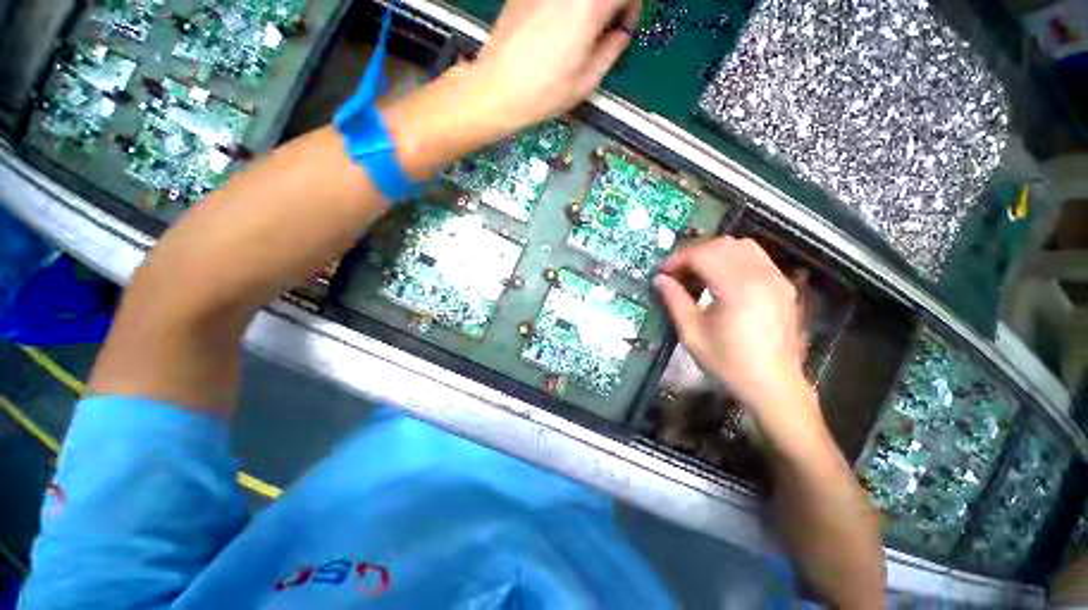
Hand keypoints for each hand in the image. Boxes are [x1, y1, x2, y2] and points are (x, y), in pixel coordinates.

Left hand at [473, 0, 639, 130]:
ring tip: (579, 31)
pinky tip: (555, 27)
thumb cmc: (542, 92)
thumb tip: (620, 34)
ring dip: (586, 7)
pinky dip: (564, 6)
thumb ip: (612, 49)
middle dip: (608, 6)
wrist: (498, 90)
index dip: (631, 6)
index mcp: (589, 6)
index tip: (624, 24)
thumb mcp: (586, 81)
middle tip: (604, 27)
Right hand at [654, 237, 809, 419]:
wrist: (774, 386)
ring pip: (742, 246)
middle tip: (677, 272)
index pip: (703, 255)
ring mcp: (777, 279)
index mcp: (738, 289)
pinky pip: (756, 258)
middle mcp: (762, 276)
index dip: (678, 259)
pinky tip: (721, 279)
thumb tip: (660, 279)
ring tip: (697, 272)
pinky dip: (733, 259)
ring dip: (714, 253)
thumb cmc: (728, 363)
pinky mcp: (784, 286)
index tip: (662, 272)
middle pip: (723, 244)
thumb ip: (675, 301)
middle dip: (694, 253)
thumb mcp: (692, 334)